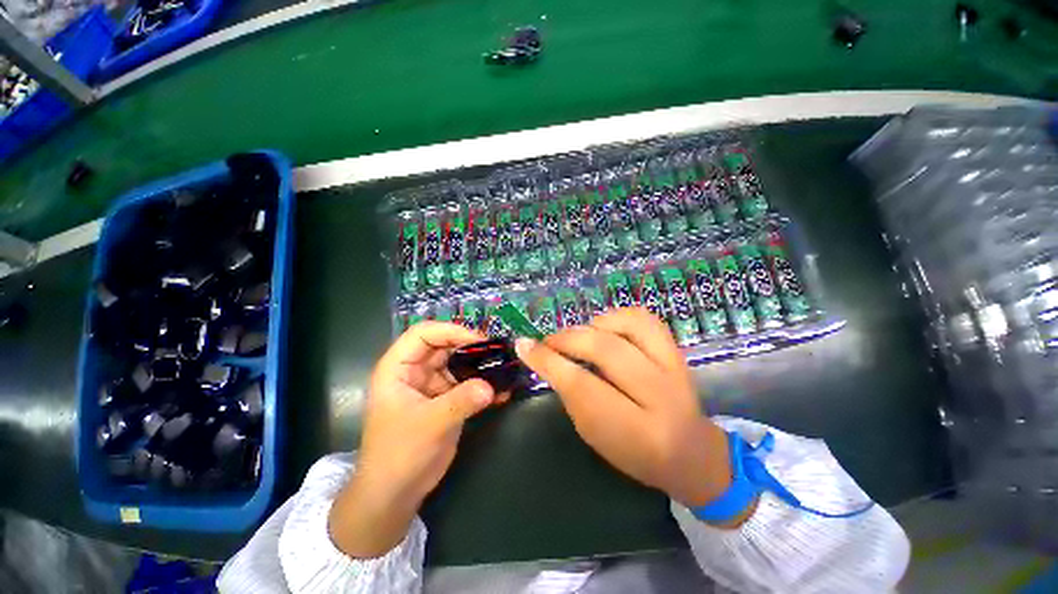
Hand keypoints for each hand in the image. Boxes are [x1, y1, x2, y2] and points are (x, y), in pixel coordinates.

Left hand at [329, 322, 495, 557]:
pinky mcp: (446, 400)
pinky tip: (502, 391)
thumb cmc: (399, 454)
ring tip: (504, 368)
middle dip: (471, 347)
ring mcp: (432, 385)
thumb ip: (461, 401)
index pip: (423, 334)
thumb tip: (492, 386)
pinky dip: (483, 386)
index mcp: (399, 368)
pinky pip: (467, 384)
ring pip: (458, 363)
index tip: (478, 340)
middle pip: (445, 345)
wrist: (395, 494)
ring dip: (480, 366)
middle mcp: (416, 371)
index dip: (450, 330)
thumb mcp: (429, 424)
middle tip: (497, 352)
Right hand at [516, 308, 753, 525]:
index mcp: (636, 431)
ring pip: (626, 325)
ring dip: (592, 325)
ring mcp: (674, 367)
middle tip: (547, 341)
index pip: (581, 385)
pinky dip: (616, 317)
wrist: (692, 453)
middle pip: (605, 350)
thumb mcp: (595, 435)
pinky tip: (604, 329)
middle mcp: (660, 394)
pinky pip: (643, 317)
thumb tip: (544, 356)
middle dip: (566, 339)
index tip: (523, 346)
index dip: (547, 361)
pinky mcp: (676, 350)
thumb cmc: (636, 453)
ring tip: (579, 337)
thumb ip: (571, 394)